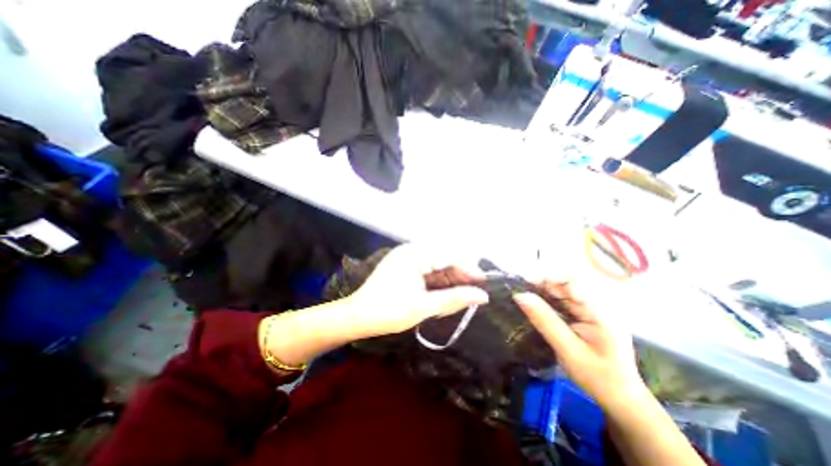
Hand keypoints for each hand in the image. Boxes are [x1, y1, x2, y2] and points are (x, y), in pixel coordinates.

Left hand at [343, 244, 488, 338]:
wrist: (357, 317)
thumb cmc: (389, 312)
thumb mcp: (424, 306)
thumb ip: (454, 299)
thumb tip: (483, 296)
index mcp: (414, 255)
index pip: (449, 256)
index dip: (468, 269)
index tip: (483, 284)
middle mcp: (411, 250)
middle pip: (444, 258)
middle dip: (459, 275)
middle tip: (473, 293)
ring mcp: (407, 257)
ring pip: (437, 265)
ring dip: (449, 279)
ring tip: (461, 296)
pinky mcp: (404, 266)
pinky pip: (427, 270)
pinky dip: (438, 281)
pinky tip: (445, 293)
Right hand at [518, 279, 644, 409]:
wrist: (620, 398)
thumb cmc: (598, 377)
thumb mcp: (568, 350)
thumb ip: (545, 321)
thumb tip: (520, 295)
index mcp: (599, 310)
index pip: (572, 281)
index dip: (548, 275)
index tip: (525, 280)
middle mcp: (596, 303)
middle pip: (565, 282)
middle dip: (541, 282)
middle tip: (519, 288)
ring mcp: (590, 308)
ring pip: (561, 290)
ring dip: (541, 289)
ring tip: (523, 294)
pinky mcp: (583, 314)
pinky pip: (562, 299)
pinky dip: (546, 299)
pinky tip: (534, 303)